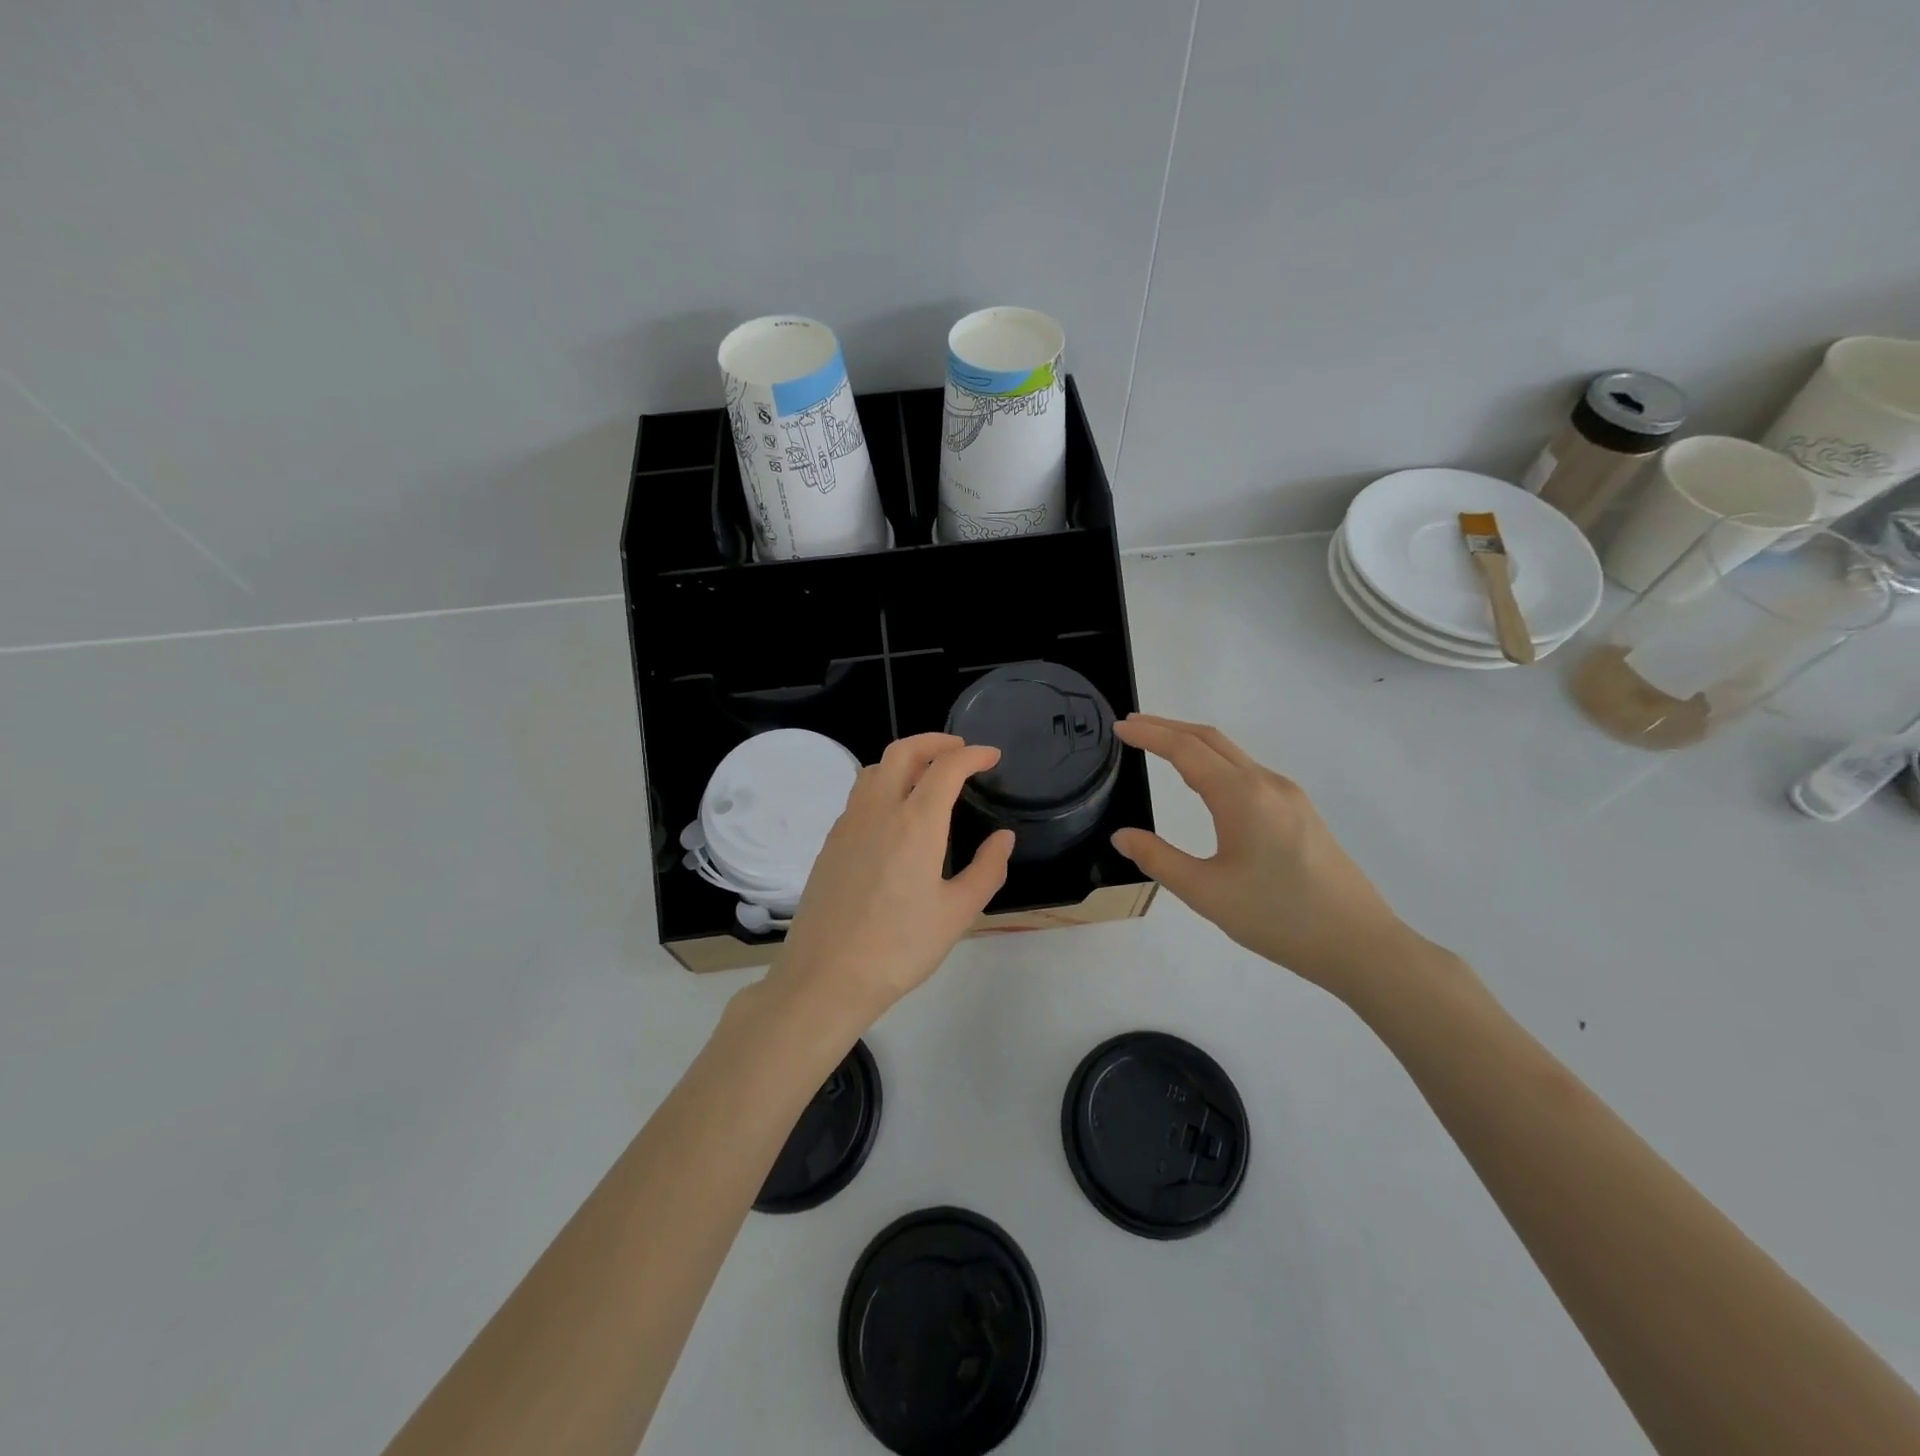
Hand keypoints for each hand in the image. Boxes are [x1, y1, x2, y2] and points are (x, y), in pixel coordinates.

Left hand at [766, 733, 1014, 1026]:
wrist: (827, 976)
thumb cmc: (900, 947)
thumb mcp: (957, 913)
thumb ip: (987, 869)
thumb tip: (1003, 838)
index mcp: (915, 823)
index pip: (946, 768)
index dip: (972, 755)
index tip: (991, 755)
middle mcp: (878, 811)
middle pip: (902, 752)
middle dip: (934, 742)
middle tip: (959, 750)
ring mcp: (848, 824)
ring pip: (874, 769)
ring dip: (904, 759)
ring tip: (926, 775)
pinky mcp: (830, 843)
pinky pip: (859, 796)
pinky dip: (882, 784)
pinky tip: (894, 813)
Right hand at [1111, 714, 1411, 997]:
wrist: (1359, 943)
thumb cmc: (1278, 918)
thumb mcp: (1206, 893)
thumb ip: (1159, 859)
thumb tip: (1122, 836)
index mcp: (1242, 796)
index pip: (1186, 750)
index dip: (1149, 734)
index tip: (1119, 726)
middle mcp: (1267, 784)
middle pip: (1211, 739)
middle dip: (1169, 727)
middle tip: (1132, 726)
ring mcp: (1288, 796)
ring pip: (1232, 754)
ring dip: (1193, 743)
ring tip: (1160, 746)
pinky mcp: (1300, 812)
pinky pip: (1248, 771)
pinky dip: (1215, 762)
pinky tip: (1205, 782)